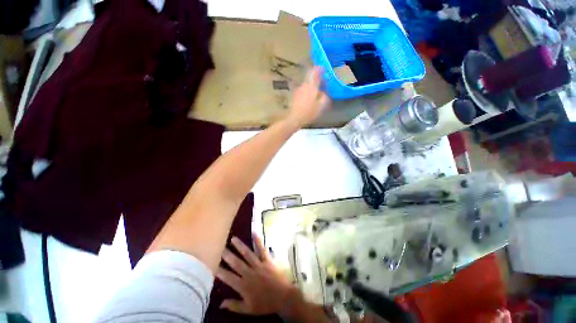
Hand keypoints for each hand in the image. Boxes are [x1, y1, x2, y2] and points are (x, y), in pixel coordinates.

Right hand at [216, 234, 297, 314]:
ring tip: (233, 238)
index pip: (228, 277)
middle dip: (227, 255)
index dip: (220, 271)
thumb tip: (220, 303)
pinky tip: (254, 233)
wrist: (283, 297)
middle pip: (236, 263)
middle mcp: (250, 273)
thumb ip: (234, 305)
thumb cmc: (265, 304)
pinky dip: (258, 241)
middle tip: (220, 246)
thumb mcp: (248, 309)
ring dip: (240, 246)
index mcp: (244, 286)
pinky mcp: (268, 260)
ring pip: (247, 254)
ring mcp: (259, 265)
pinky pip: (262, 249)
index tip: (212, 264)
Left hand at [287, 67, 330, 127]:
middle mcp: (304, 85)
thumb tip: (324, 93)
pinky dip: (307, 92)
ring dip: (311, 86)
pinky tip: (309, 99)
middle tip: (321, 85)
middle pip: (310, 78)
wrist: (295, 118)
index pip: (315, 72)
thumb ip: (324, 97)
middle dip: (316, 79)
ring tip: (316, 94)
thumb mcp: (321, 106)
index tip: (323, 70)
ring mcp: (298, 90)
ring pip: (306, 84)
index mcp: (311, 86)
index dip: (319, 69)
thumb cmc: (309, 112)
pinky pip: (302, 90)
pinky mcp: (295, 95)